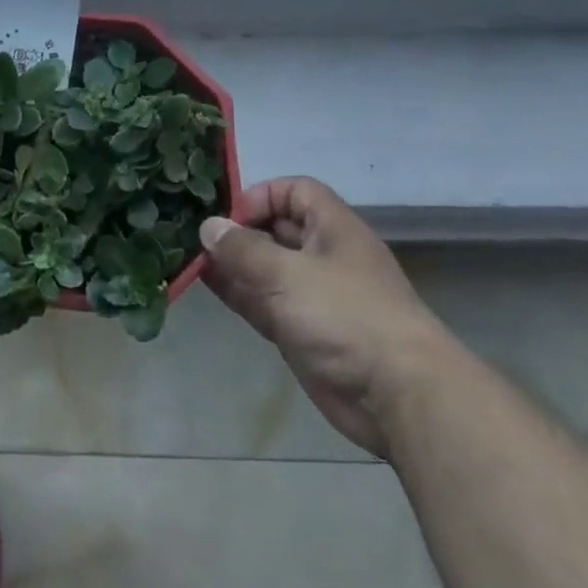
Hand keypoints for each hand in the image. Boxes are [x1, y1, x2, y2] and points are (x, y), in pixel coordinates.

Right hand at [200, 177, 450, 456]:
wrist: (396, 395)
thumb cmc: (345, 316)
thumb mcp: (288, 274)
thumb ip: (244, 250)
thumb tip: (209, 226)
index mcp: (333, 229)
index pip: (295, 192)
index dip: (261, 196)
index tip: (229, 216)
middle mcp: (323, 256)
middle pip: (277, 230)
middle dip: (239, 231)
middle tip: (197, 237)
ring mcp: (312, 296)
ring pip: (266, 269)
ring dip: (233, 264)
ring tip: (192, 259)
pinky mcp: (302, 331)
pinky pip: (264, 302)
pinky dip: (238, 293)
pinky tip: (207, 286)